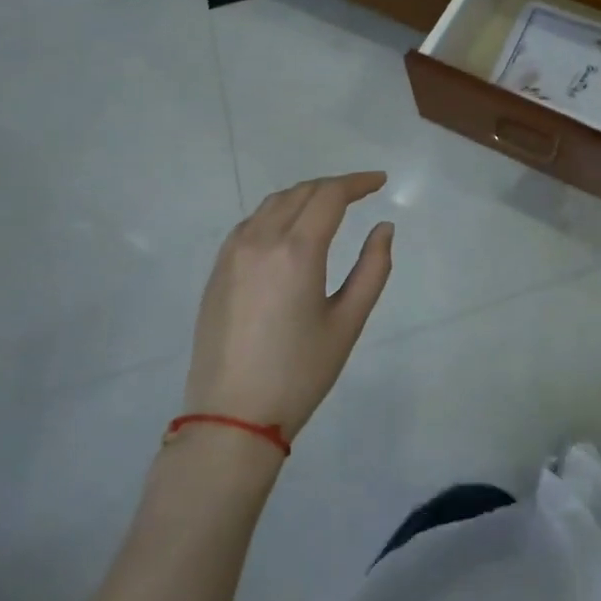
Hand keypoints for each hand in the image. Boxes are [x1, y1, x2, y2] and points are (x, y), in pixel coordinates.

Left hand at [184, 173, 393, 438]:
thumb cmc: (300, 372)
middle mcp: (261, 240)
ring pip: (272, 203)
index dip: (358, 182)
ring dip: (304, 195)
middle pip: (301, 192)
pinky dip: (277, 212)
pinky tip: (290, 228)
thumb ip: (373, 268)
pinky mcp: (217, 271)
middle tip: (361, 192)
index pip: (330, 195)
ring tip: (329, 205)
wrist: (231, 418)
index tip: (380, 182)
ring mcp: (232, 254)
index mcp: (297, 250)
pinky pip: (251, 223)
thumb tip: (383, 228)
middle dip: (334, 186)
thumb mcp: (348, 321)